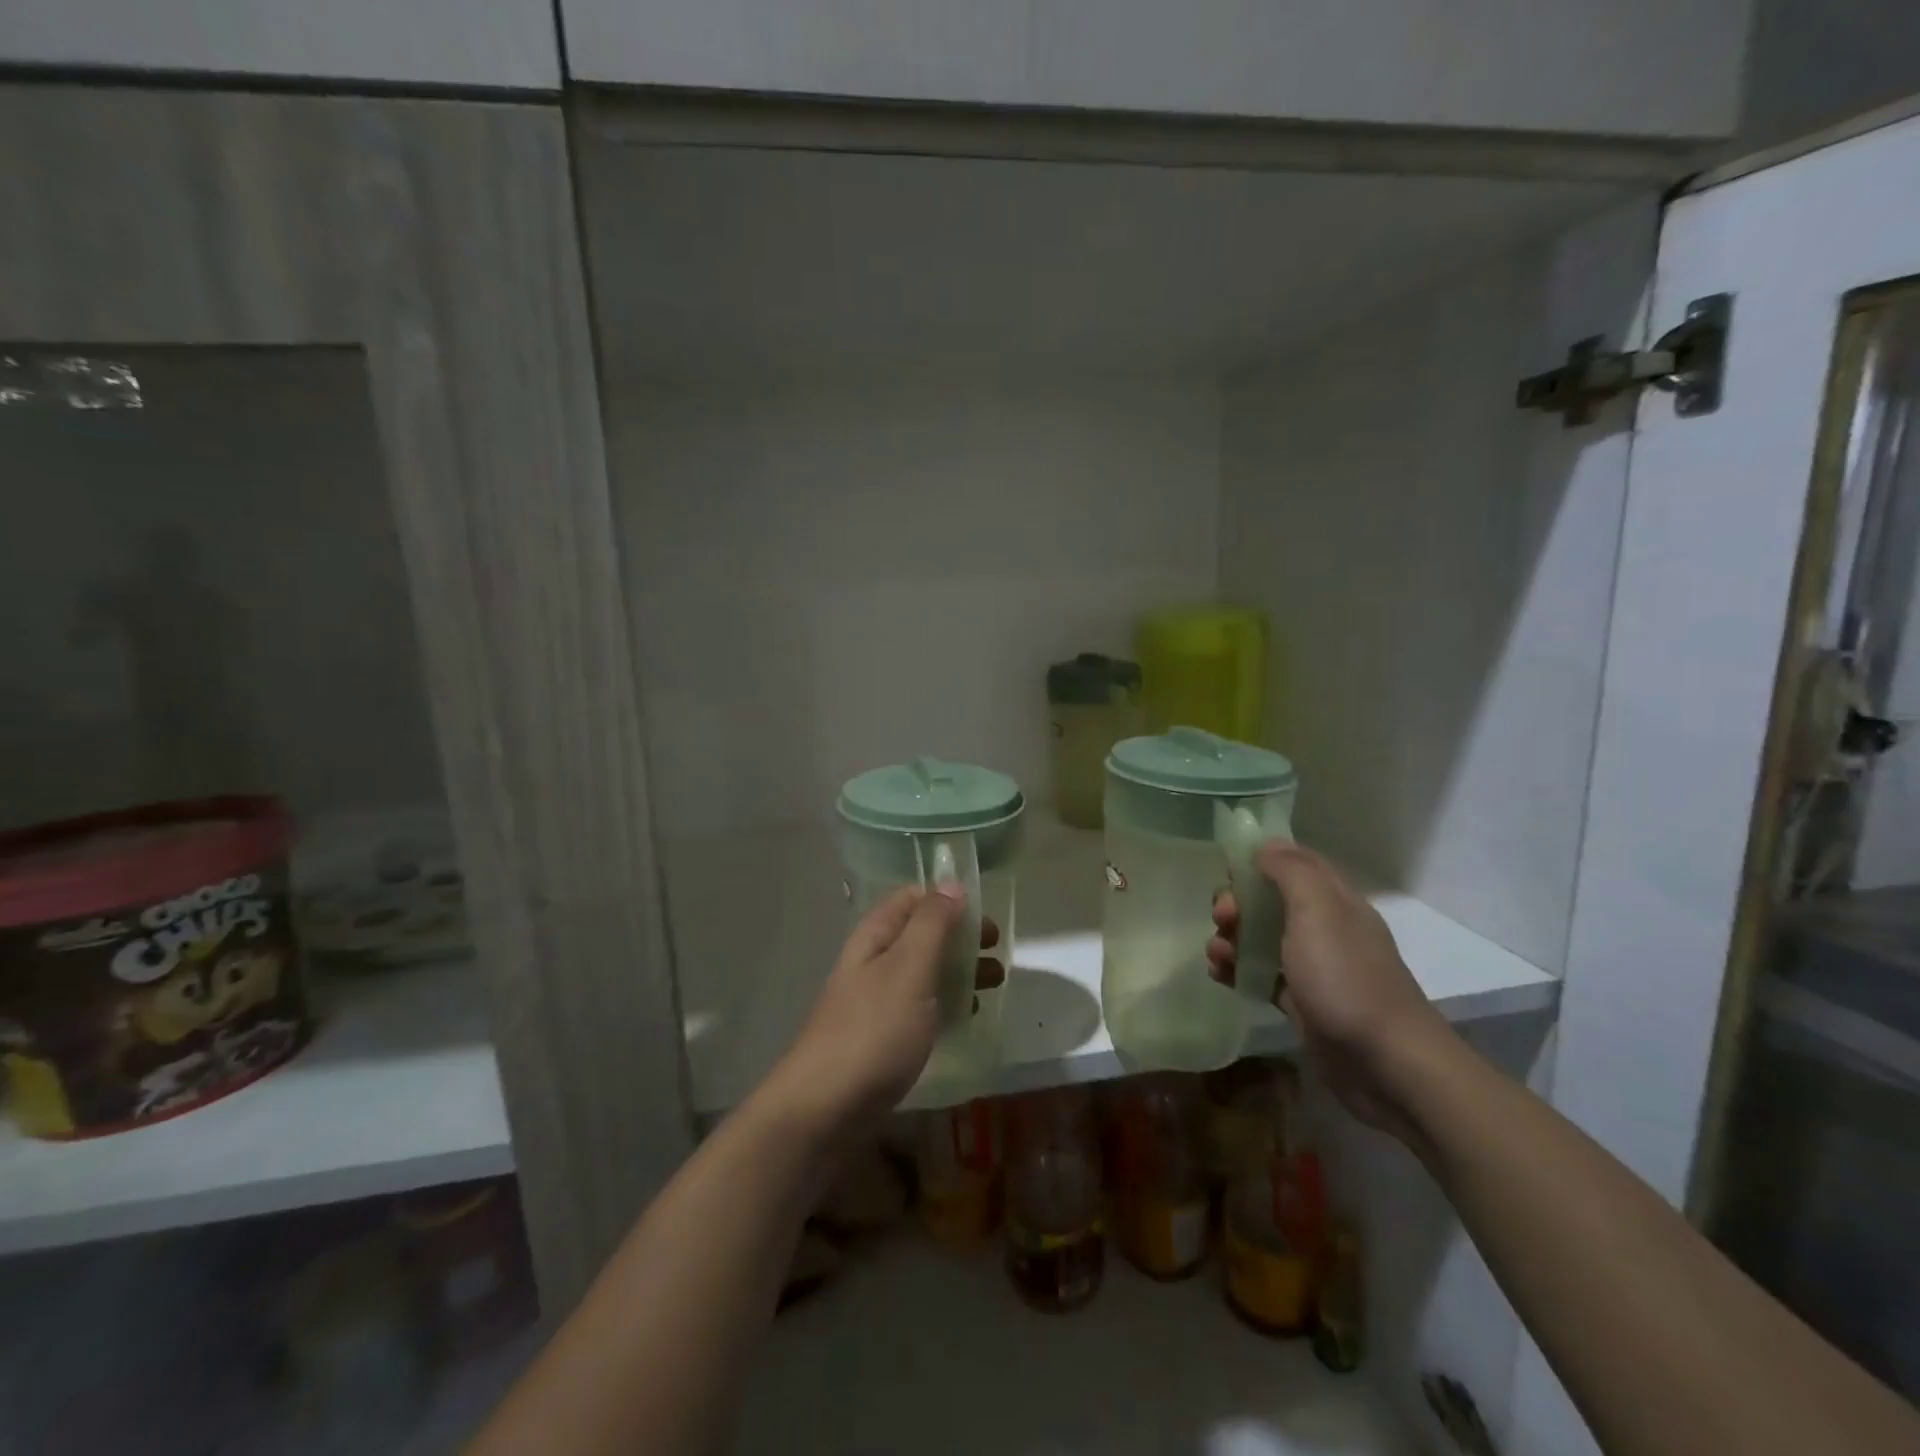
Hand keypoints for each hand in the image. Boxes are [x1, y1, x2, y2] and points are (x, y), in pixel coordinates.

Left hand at [771, 886, 1003, 1137]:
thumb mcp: (909, 969)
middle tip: (996, 949)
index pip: (911, 898)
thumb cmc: (873, 1030)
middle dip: (959, 936)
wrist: (825, 1109)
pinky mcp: (883, 1037)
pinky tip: (967, 1015)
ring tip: (995, 981)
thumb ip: (932, 924)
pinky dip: (946, 1003)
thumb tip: (951, 883)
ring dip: (958, 969)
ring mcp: (876, 1001)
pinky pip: (921, 1007)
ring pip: (923, 971)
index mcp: (875, 936)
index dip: (946, 898)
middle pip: (920, 934)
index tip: (983, 911)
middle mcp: (873, 961)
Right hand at [1207, 842, 1450, 1142]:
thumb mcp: (1317, 911)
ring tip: (1216, 954)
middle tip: (1222, 918)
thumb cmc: (1346, 978)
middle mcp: (1324, 928)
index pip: (1294, 863)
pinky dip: (1238, 971)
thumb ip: (1290, 871)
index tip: (1226, 868)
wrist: (1385, 1063)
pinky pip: (1262, 975)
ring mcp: (1313, 967)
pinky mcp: (1301, 1002)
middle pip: (1271, 901)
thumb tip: (1264, 845)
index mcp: (1334, 901)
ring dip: (1232, 939)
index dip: (1260, 859)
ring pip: (1262, 939)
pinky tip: (1219, 976)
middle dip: (1238, 903)